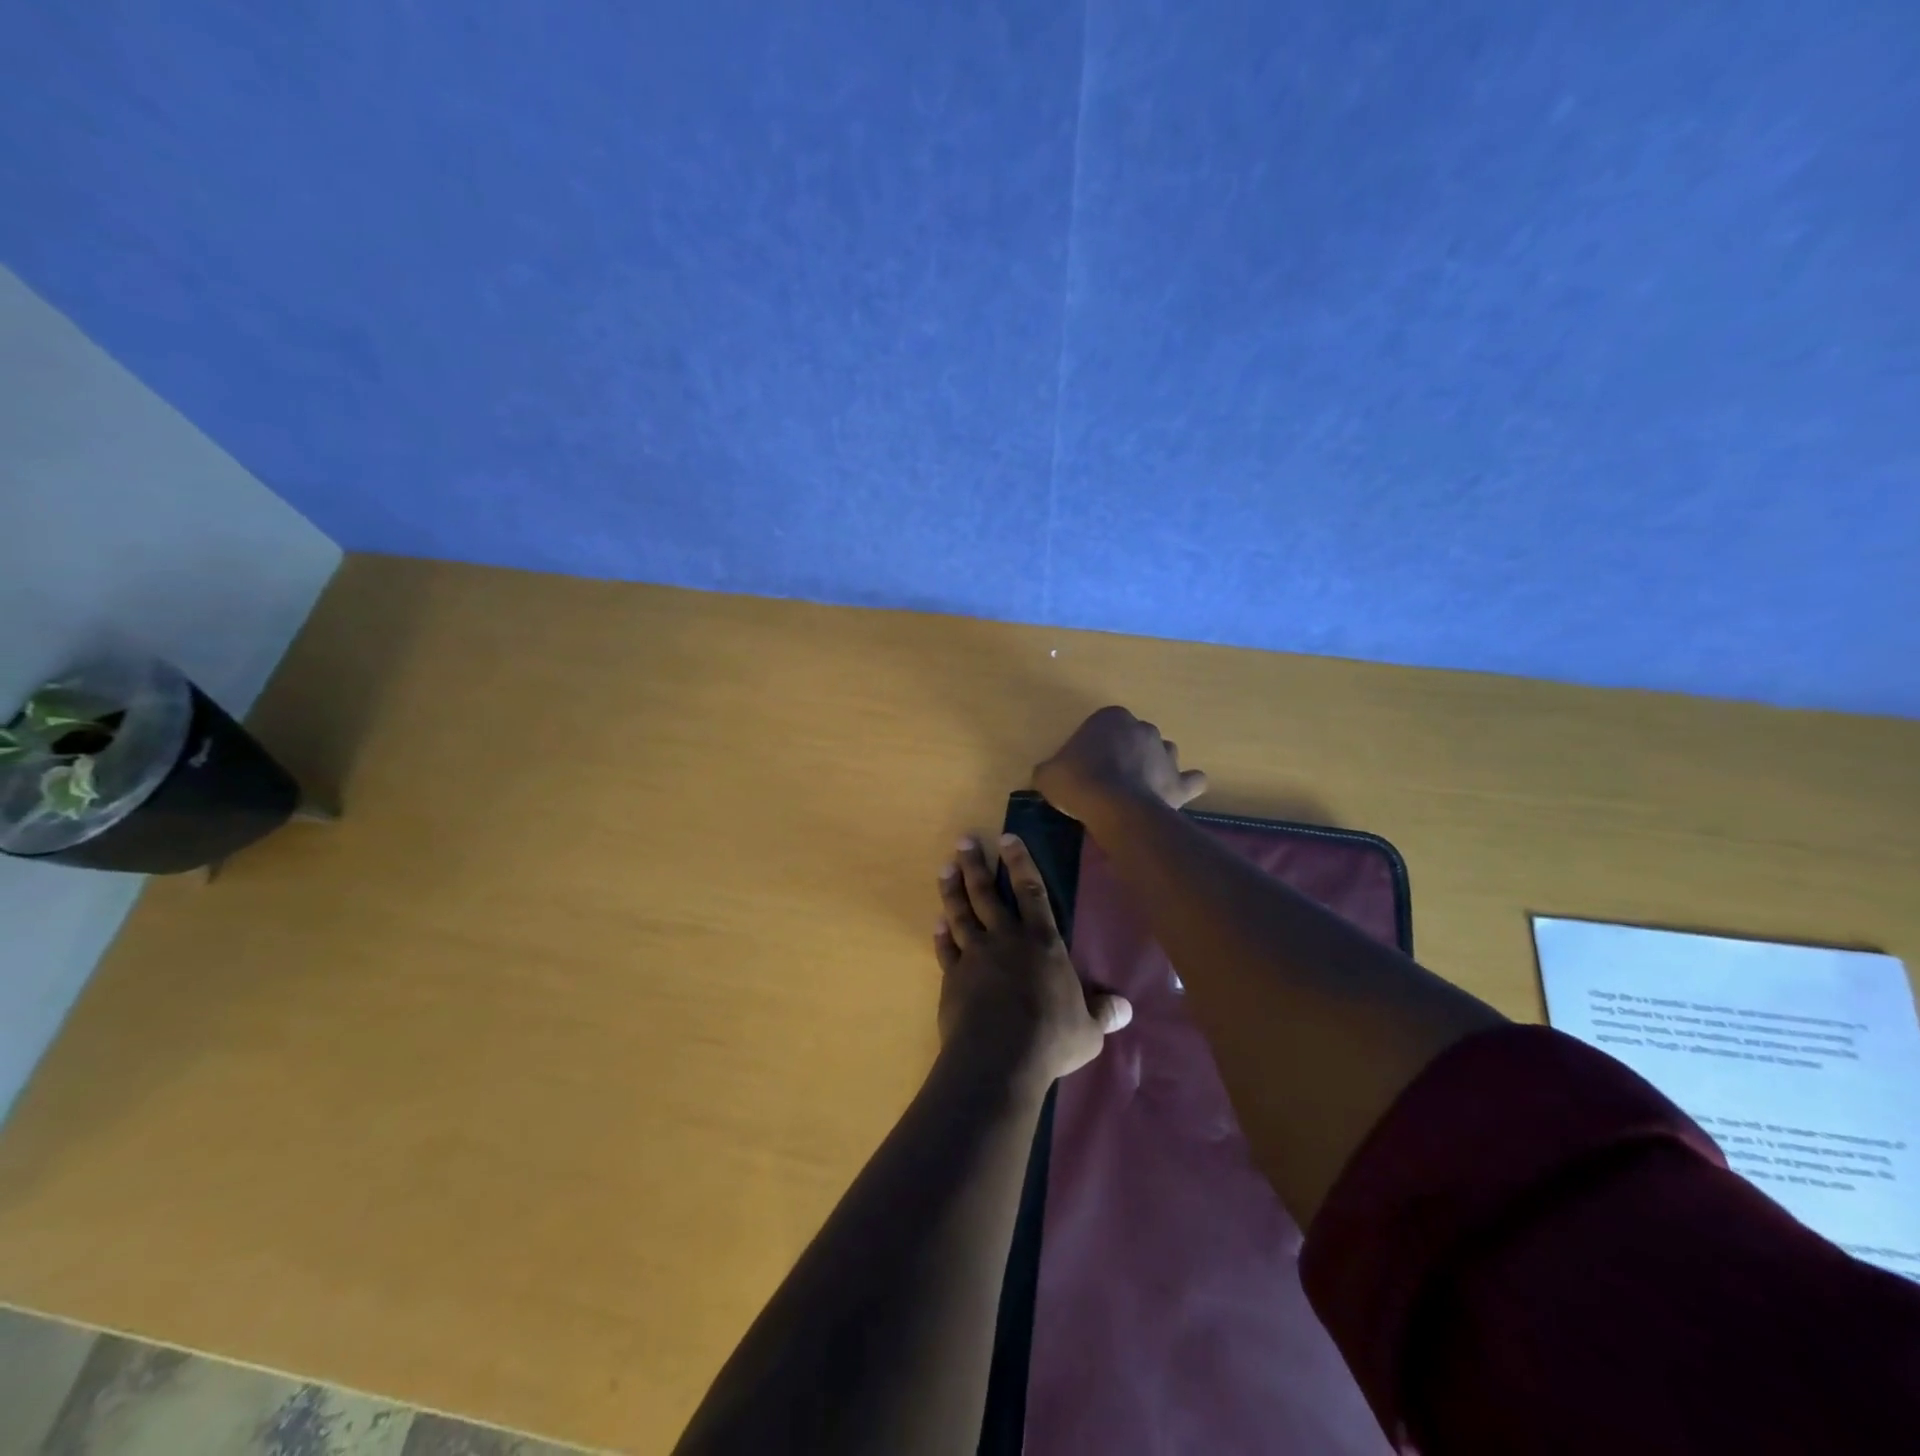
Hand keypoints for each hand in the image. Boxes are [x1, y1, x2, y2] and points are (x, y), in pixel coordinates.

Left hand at [935, 834, 1131, 1090]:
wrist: (998, 1056)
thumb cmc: (1050, 1038)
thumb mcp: (1088, 1030)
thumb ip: (1103, 1013)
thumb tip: (1126, 1009)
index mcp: (1042, 943)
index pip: (1031, 891)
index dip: (1019, 862)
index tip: (1006, 838)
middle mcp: (1006, 939)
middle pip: (986, 894)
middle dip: (975, 865)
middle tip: (963, 842)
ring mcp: (975, 955)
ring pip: (961, 914)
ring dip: (952, 890)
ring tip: (944, 869)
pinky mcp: (953, 977)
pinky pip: (946, 949)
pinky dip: (942, 935)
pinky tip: (937, 924)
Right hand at [1032, 706, 1208, 826]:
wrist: (1113, 807)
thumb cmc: (1077, 781)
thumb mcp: (1048, 774)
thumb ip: (1051, 769)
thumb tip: (1051, 775)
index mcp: (1111, 717)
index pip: (1103, 726)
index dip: (1095, 746)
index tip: (1085, 766)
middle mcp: (1143, 728)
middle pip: (1135, 738)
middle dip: (1127, 754)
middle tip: (1109, 778)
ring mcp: (1166, 754)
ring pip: (1163, 754)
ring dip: (1154, 766)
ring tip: (1138, 788)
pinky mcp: (1180, 782)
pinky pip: (1191, 780)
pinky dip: (1185, 786)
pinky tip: (1173, 794)